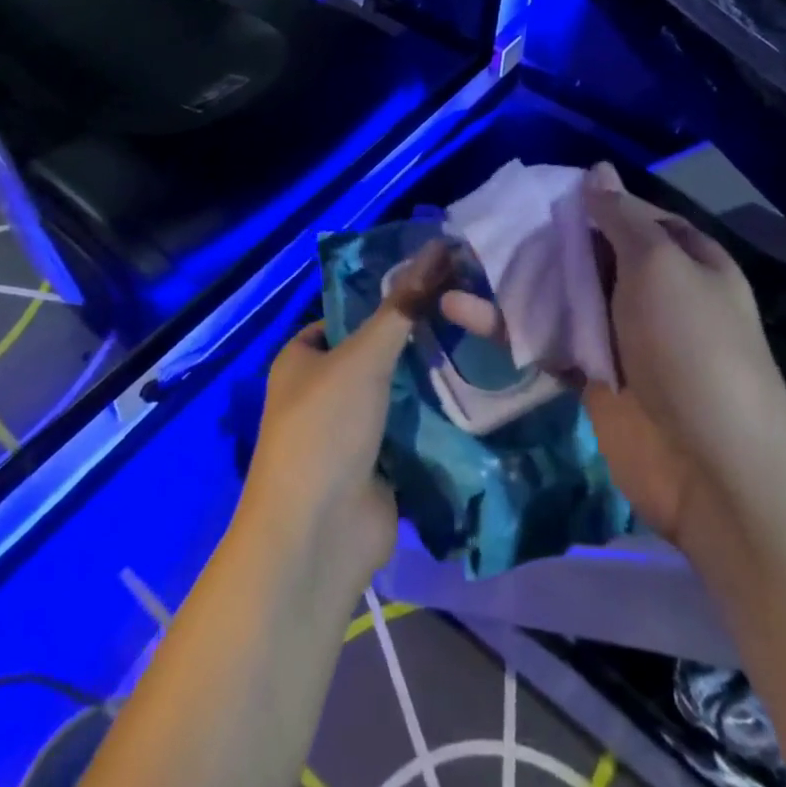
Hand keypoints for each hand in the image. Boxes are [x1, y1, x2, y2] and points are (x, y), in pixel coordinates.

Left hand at [241, 239, 452, 597]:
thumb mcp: (362, 358)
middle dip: (417, 339)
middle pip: (377, 352)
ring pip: (398, 392)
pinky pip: (412, 430)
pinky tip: (479, 393)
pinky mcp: (379, 465)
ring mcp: (351, 431)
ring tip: (482, 345)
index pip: (349, 314)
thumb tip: (437, 250)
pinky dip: (437, 418)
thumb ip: (402, 309)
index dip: (388, 297)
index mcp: (303, 357)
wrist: (318, 536)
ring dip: (431, 378)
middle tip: (469, 312)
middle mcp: (323, 390)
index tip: (437, 283)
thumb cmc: (325, 429)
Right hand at [442, 163, 785, 543]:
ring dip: (514, 280)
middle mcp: (652, 291)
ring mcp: (619, 335)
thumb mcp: (661, 267)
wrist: (714, 471)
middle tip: (484, 219)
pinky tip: (460, 309)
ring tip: (457, 257)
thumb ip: (621, 219)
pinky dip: (507, 326)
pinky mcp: (590, 375)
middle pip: (588, 252)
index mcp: (682, 259)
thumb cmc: (692, 348)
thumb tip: (598, 170)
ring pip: (560, 295)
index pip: (628, 214)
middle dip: (541, 237)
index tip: (534, 188)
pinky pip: (545, 340)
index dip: (586, 199)